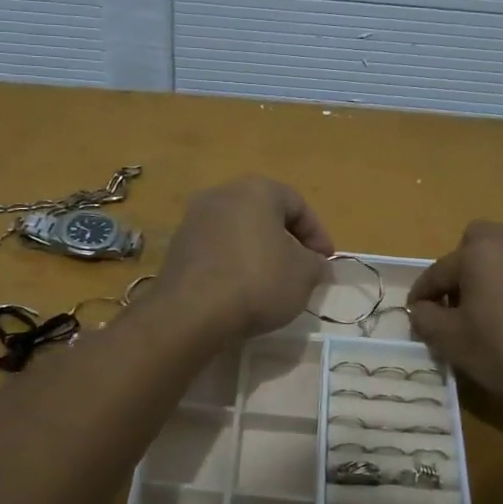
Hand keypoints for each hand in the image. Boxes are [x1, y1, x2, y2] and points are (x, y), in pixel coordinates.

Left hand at [158, 177, 332, 341]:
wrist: (191, 313)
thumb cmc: (258, 282)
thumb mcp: (304, 274)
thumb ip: (316, 264)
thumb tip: (315, 264)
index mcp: (255, 190)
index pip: (297, 204)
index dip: (318, 234)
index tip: (325, 262)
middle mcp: (221, 195)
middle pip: (264, 215)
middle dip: (287, 241)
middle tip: (302, 270)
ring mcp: (193, 221)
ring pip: (238, 233)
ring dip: (259, 253)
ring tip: (272, 284)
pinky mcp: (177, 249)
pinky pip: (216, 251)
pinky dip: (233, 265)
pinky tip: (241, 292)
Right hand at [408, 222, 502, 425]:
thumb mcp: (452, 341)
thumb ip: (426, 319)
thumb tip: (421, 309)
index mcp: (480, 251)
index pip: (438, 271)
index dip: (422, 295)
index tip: (416, 315)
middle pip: (475, 245)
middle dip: (461, 270)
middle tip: (458, 304)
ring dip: (491, 275)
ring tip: (490, 312)